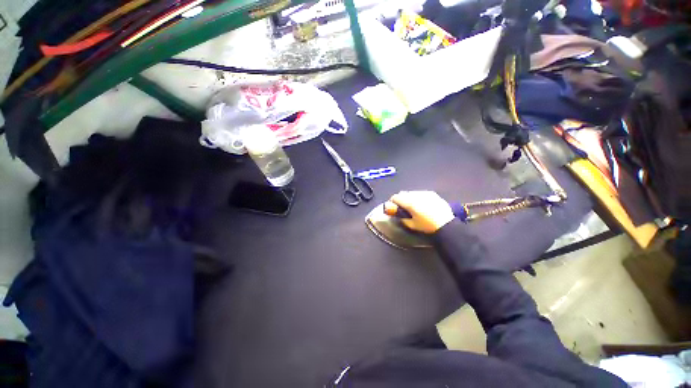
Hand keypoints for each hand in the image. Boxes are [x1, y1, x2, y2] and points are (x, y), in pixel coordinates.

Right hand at [384, 191, 454, 233]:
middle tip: (402, 207)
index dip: (392, 202)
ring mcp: (424, 193)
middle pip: (403, 193)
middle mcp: (416, 195)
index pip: (395, 197)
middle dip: (401, 199)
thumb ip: (402, 219)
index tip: (393, 207)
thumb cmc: (427, 226)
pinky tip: (423, 204)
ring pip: (412, 192)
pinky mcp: (432, 193)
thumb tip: (397, 215)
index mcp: (409, 203)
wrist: (446, 224)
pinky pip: (421, 193)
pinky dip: (418, 197)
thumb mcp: (412, 225)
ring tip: (413, 205)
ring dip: (409, 197)